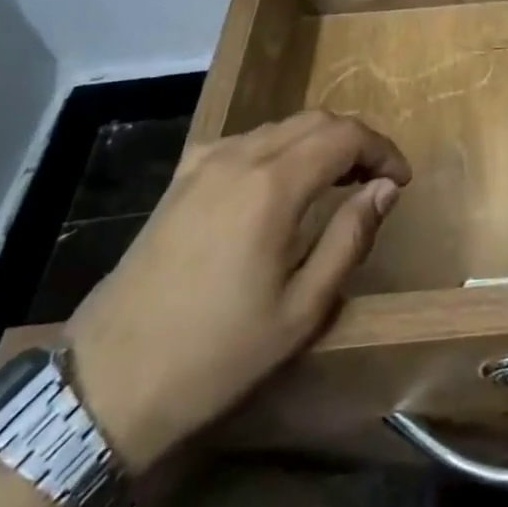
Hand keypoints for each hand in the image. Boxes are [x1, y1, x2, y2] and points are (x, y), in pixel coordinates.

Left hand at [65, 111, 410, 473]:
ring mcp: (205, 162)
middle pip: (316, 120)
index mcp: (273, 185)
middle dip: (355, 141)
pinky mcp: (181, 177)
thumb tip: (386, 189)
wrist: (106, 385)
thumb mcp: (301, 310)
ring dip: (318, 142)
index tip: (401, 181)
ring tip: (338, 183)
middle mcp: (240, 156)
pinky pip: (246, 141)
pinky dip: (279, 148)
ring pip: (281, 126)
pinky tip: (280, 185)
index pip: (346, 136)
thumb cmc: (216, 355)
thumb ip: (350, 238)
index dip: (382, 150)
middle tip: (376, 181)